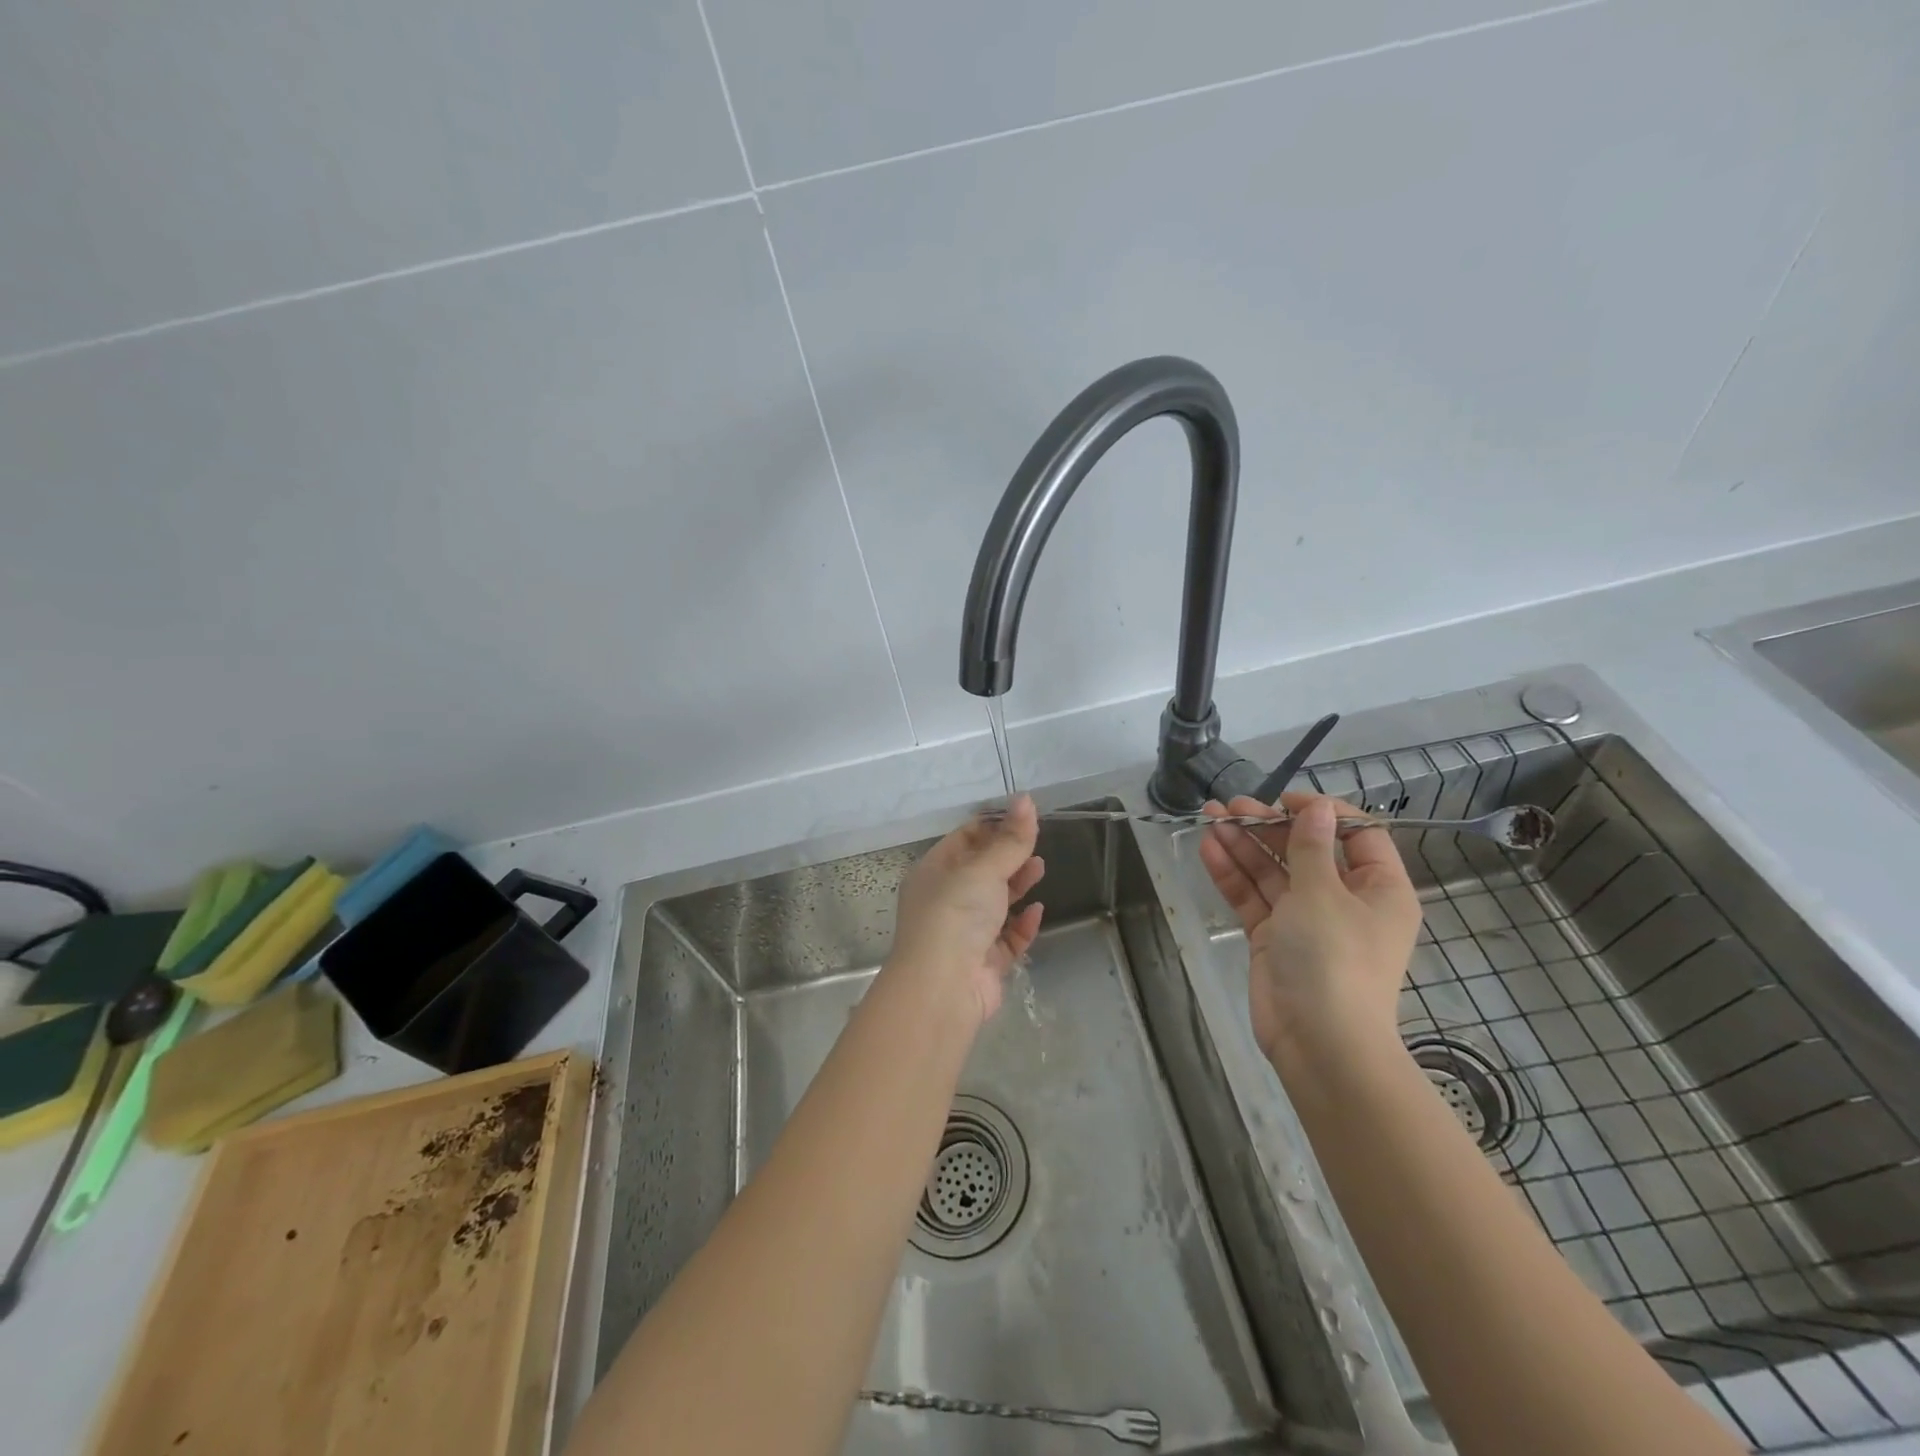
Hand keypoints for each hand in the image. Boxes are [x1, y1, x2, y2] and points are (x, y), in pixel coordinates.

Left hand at [887, 795, 1045, 1026]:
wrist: (943, 987)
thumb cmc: (955, 915)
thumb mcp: (983, 869)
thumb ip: (1010, 839)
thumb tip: (1026, 799)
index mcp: (934, 872)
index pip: (963, 839)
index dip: (992, 826)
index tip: (1023, 816)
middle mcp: (945, 900)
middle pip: (981, 871)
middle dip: (1008, 856)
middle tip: (1036, 842)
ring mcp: (964, 933)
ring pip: (995, 903)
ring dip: (1017, 885)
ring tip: (1040, 868)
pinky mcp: (984, 962)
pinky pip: (1007, 938)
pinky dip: (1022, 924)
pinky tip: (1038, 911)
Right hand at [1198, 793, 1421, 1077]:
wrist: (1318, 1043)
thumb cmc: (1333, 959)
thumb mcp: (1324, 894)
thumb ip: (1311, 847)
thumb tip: (1318, 807)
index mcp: (1378, 889)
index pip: (1357, 835)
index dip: (1322, 812)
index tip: (1283, 800)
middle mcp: (1345, 901)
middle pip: (1306, 851)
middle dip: (1268, 826)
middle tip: (1230, 806)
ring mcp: (1306, 920)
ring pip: (1273, 872)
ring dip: (1244, 845)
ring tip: (1210, 818)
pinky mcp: (1274, 938)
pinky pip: (1254, 897)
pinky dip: (1233, 874)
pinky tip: (1209, 849)